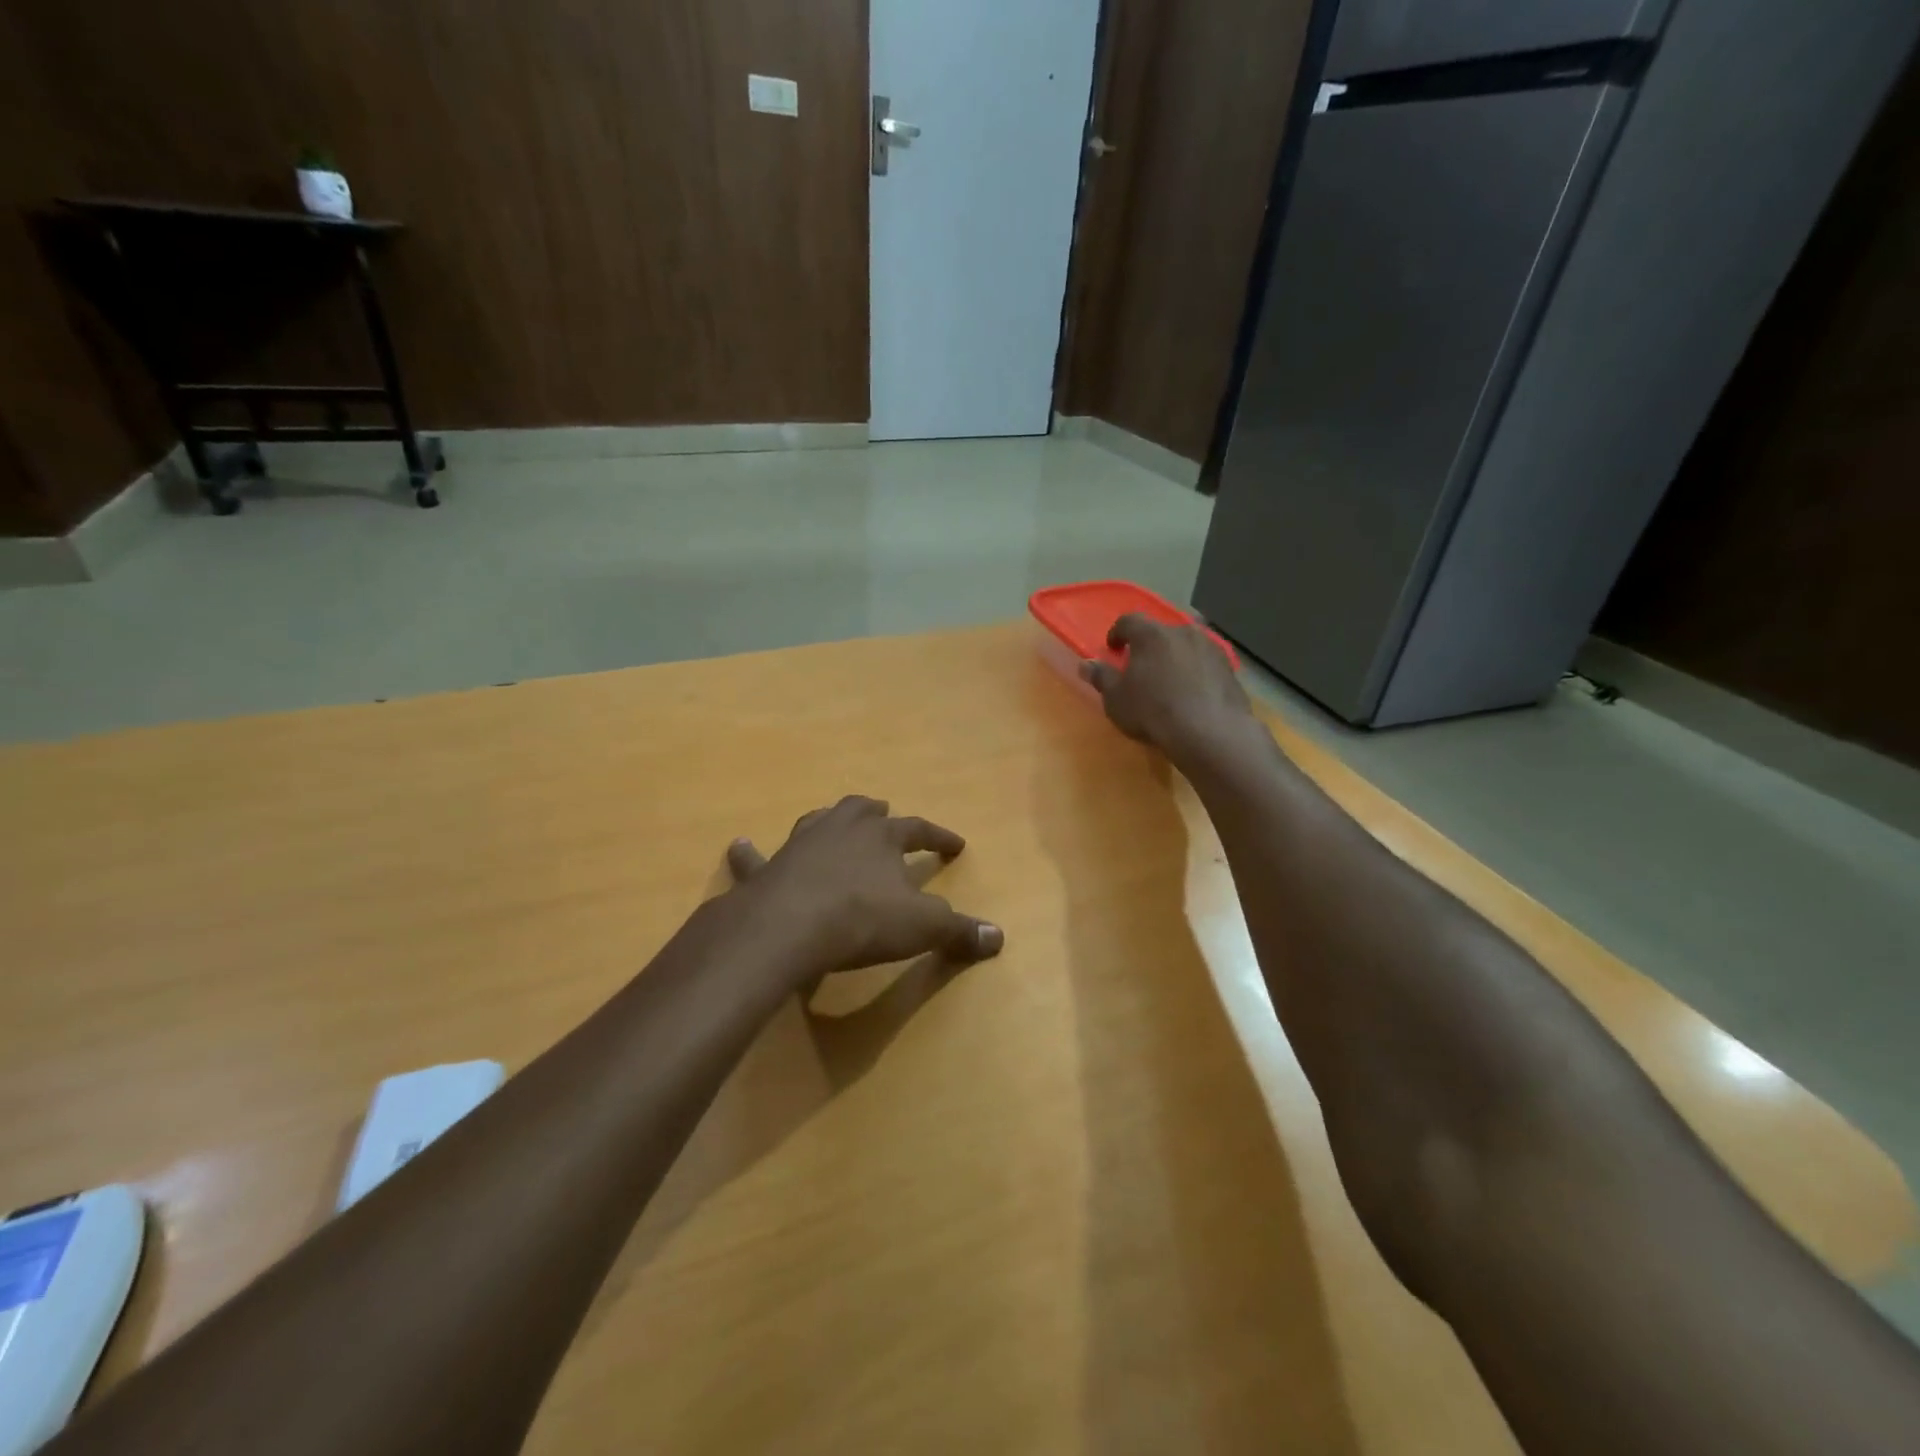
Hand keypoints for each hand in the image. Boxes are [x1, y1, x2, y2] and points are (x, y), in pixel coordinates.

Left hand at [726, 795, 1004, 982]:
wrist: (788, 927)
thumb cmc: (862, 919)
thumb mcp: (922, 927)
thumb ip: (959, 931)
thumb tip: (999, 936)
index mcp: (882, 838)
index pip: (919, 830)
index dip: (939, 837)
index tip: (956, 845)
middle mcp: (841, 830)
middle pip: (863, 812)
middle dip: (879, 815)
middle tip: (887, 815)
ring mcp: (800, 845)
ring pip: (818, 821)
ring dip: (830, 820)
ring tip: (835, 822)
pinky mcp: (767, 870)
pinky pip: (755, 859)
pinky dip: (748, 855)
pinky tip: (739, 846)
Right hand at [1082, 613, 1255, 758]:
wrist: (1210, 732)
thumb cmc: (1153, 711)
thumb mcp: (1116, 699)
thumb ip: (1101, 677)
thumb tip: (1086, 664)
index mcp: (1151, 634)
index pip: (1129, 620)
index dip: (1118, 632)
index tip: (1113, 648)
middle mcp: (1183, 632)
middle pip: (1161, 632)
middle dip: (1149, 646)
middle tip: (1141, 666)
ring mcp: (1210, 648)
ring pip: (1186, 646)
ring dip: (1175, 657)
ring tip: (1169, 681)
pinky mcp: (1229, 668)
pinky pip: (1205, 664)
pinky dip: (1196, 672)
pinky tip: (1192, 694)